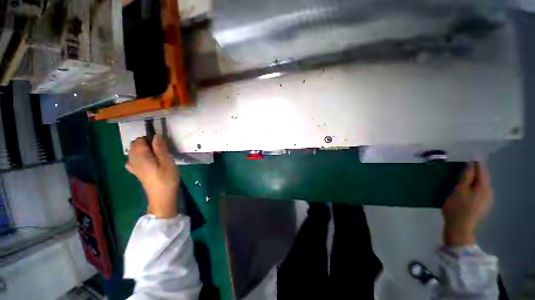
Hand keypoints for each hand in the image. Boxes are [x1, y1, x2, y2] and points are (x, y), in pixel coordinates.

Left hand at [126, 135, 178, 218]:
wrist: (161, 197)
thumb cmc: (167, 179)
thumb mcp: (168, 162)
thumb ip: (161, 148)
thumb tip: (156, 136)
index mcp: (141, 156)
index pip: (140, 140)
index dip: (150, 138)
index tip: (161, 144)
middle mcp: (133, 159)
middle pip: (134, 144)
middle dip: (146, 143)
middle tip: (160, 149)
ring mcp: (133, 166)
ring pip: (133, 151)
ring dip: (143, 149)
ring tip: (156, 155)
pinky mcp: (136, 172)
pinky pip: (132, 159)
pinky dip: (138, 156)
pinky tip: (147, 161)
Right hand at [442, 162, 492, 245]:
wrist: (460, 228)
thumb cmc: (457, 208)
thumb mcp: (459, 190)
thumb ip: (466, 177)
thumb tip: (471, 164)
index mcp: (484, 188)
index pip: (482, 171)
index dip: (477, 162)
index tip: (472, 155)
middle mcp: (489, 193)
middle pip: (484, 178)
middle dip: (477, 170)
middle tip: (468, 164)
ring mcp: (487, 201)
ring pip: (482, 185)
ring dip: (476, 179)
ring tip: (467, 175)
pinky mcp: (482, 206)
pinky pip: (480, 191)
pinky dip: (475, 186)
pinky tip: (469, 188)